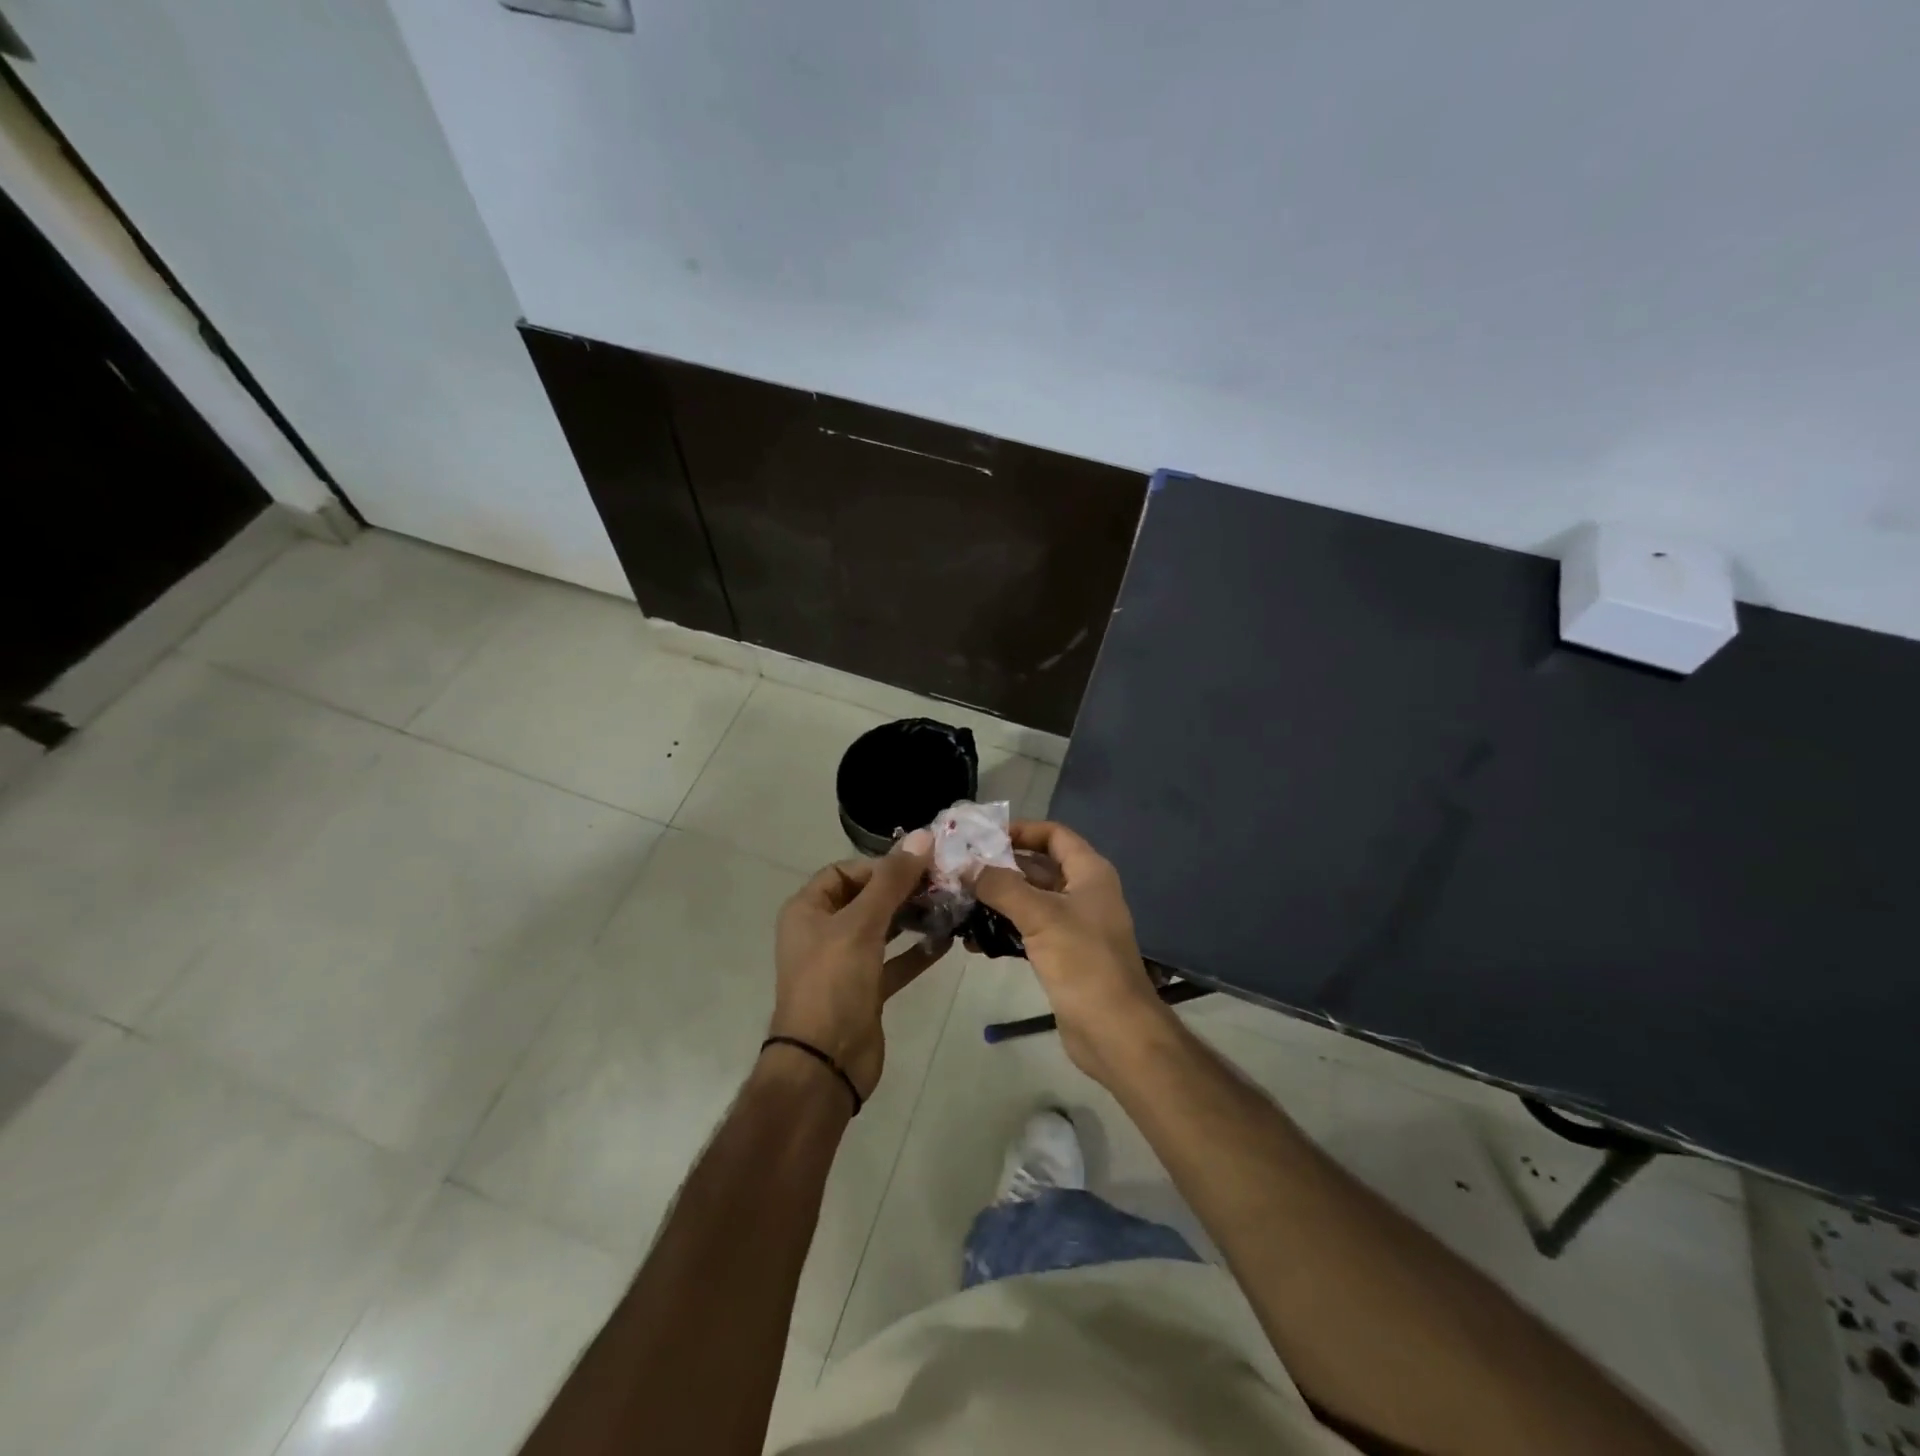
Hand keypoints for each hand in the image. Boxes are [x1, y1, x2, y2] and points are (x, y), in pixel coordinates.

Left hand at [770, 831, 949, 1102]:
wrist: (824, 1064)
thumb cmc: (833, 983)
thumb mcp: (861, 925)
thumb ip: (892, 880)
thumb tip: (923, 836)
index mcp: (808, 910)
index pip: (844, 872)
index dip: (880, 866)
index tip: (918, 867)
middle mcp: (823, 932)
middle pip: (866, 898)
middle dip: (903, 890)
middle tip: (942, 884)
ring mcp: (844, 963)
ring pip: (883, 930)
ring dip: (913, 918)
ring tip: (950, 906)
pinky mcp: (865, 990)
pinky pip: (894, 962)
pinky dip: (916, 951)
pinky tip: (946, 941)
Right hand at [974, 822, 1172, 1085]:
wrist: (1114, 1030)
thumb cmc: (1083, 962)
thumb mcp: (1040, 916)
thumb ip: (1001, 886)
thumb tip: (965, 866)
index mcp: (1090, 873)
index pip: (1054, 835)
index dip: (1021, 830)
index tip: (982, 837)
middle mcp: (1084, 892)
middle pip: (1038, 867)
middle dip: (1000, 867)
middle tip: (959, 868)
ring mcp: (1074, 925)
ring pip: (1030, 901)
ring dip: (998, 900)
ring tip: (958, 901)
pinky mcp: (1063, 954)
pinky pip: (1029, 930)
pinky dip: (1005, 930)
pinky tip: (973, 941)